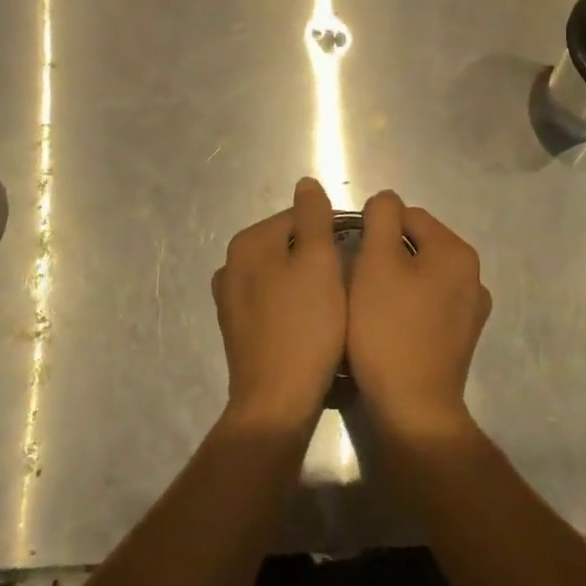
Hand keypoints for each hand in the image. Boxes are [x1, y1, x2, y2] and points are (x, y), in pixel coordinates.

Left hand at [211, 177, 346, 434]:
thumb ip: (313, 217)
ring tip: (333, 305)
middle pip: (288, 246)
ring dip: (306, 283)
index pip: (298, 218)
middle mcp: (231, 266)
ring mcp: (230, 301)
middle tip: (347, 283)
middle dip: (318, 258)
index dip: (332, 232)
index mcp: (248, 243)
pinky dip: (292, 306)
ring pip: (281, 275)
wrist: (277, 402)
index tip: (355, 256)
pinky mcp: (238, 330)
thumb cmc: (305, 325)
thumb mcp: (318, 261)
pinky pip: (273, 303)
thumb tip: (306, 184)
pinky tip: (312, 325)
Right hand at [347, 192, 489, 442]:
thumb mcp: (376, 262)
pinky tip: (389, 327)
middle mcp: (473, 275)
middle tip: (356, 281)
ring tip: (369, 305)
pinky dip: (408, 306)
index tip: (351, 255)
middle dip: (386, 255)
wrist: (413, 409)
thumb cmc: (388, 329)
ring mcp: (471, 310)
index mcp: (456, 251)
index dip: (374, 229)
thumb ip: (381, 217)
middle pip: (417, 244)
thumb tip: (386, 201)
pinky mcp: (461, 338)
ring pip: (422, 275)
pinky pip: (429, 304)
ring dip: (396, 281)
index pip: (407, 216)